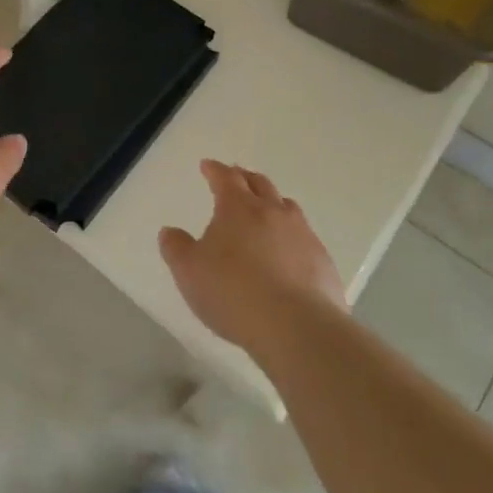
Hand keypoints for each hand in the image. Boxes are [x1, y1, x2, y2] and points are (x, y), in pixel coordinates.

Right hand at [159, 160, 345, 352]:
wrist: (296, 327)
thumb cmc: (233, 293)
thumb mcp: (188, 271)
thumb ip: (176, 248)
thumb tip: (170, 232)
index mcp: (238, 208)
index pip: (225, 178)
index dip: (215, 170)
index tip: (207, 165)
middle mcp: (272, 213)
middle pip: (260, 184)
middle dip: (245, 178)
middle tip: (236, 177)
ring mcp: (302, 235)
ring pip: (287, 207)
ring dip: (273, 202)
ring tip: (266, 209)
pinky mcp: (322, 262)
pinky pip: (305, 237)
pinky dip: (291, 235)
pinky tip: (287, 252)